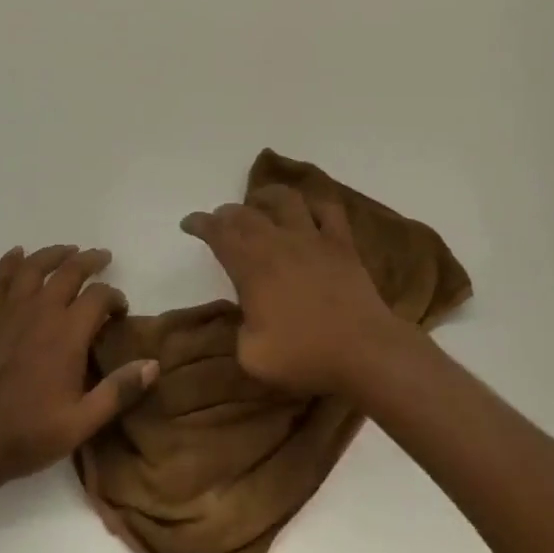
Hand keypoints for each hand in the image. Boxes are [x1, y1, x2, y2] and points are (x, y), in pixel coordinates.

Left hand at [0, 245, 158, 488]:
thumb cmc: (27, 434)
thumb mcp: (81, 423)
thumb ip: (119, 391)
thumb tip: (154, 364)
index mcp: (68, 334)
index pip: (99, 297)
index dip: (115, 297)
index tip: (120, 310)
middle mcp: (42, 311)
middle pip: (71, 271)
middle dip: (91, 261)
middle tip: (104, 258)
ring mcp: (12, 311)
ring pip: (36, 266)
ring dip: (56, 254)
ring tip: (69, 251)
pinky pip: (1, 279)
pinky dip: (11, 262)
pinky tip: (18, 254)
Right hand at [181, 186, 405, 396]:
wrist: (364, 351)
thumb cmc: (305, 356)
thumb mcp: (252, 356)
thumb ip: (239, 330)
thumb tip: (247, 316)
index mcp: (252, 267)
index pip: (219, 234)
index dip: (200, 224)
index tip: (189, 223)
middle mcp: (279, 243)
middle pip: (246, 214)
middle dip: (227, 213)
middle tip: (219, 220)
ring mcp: (313, 239)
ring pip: (286, 200)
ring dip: (266, 196)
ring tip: (259, 202)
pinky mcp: (342, 244)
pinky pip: (328, 210)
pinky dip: (314, 204)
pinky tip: (307, 210)